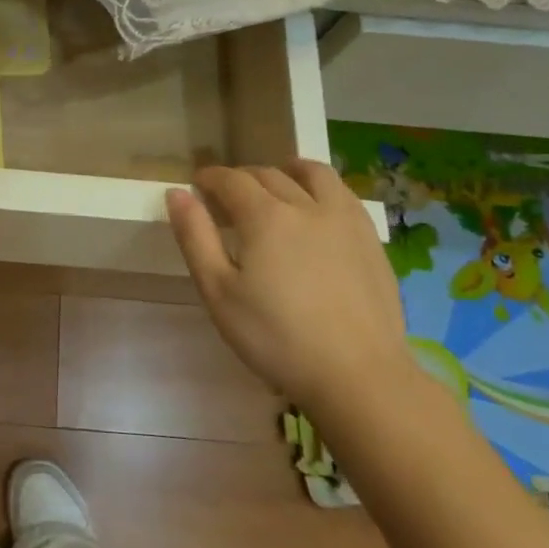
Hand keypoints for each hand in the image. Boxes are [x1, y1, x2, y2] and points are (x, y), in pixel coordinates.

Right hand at [166, 159, 416, 421]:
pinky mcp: (371, 238)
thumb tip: (177, 193)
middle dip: (241, 179)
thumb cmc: (276, 338)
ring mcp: (344, 219)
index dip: (209, 178)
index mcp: (265, 216)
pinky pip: (342, 193)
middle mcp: (305, 205)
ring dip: (286, 171)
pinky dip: (321, 188)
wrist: (359, 376)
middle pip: (267, 175)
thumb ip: (195, 238)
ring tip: (276, 184)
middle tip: (227, 199)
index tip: (197, 186)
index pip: (230, 180)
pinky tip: (316, 207)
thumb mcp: (219, 292)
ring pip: (312, 174)